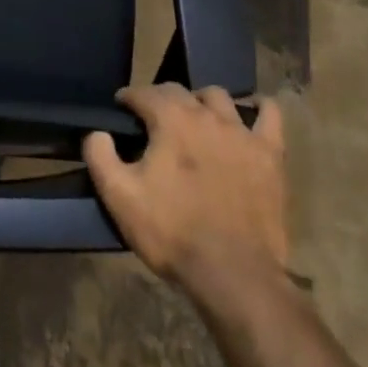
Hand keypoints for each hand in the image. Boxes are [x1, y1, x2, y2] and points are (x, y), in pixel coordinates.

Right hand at [83, 84, 286, 302]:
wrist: (234, 275)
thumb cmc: (173, 233)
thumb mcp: (121, 199)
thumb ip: (101, 157)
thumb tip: (97, 132)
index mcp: (170, 118)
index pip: (143, 93)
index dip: (128, 98)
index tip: (121, 109)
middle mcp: (206, 113)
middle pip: (179, 91)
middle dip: (162, 99)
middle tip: (154, 121)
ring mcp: (242, 131)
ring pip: (219, 97)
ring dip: (203, 102)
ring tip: (196, 120)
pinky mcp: (270, 154)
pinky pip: (270, 115)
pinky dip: (260, 109)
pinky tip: (253, 113)